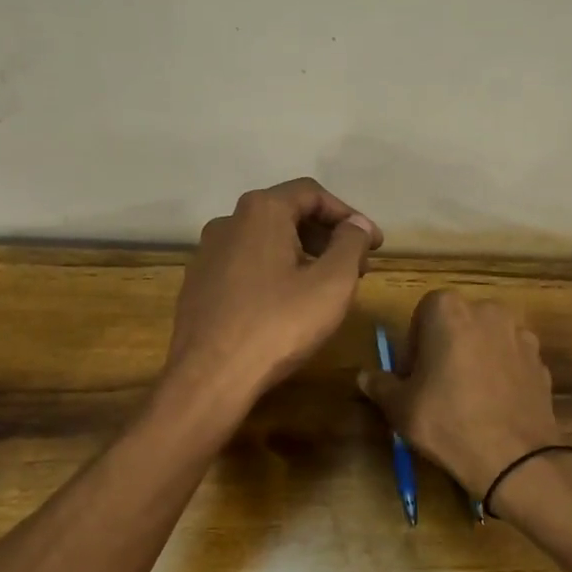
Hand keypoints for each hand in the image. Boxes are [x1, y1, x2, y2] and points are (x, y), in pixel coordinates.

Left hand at [163, 178, 381, 407]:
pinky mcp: (198, 283)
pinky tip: (287, 303)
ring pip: (265, 241)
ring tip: (325, 286)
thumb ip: (351, 245)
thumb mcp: (332, 284)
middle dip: (326, 236)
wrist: (210, 377)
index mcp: (261, 211)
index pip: (312, 194)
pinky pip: (245, 265)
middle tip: (356, 266)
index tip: (374, 244)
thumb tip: (357, 225)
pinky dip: (274, 272)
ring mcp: (207, 252)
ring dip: (301, 255)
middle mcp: (229, 221)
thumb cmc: (278, 325)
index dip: (349, 215)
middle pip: (287, 214)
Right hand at [358, 290, 563, 499]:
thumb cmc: (447, 421)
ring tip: (467, 397)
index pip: (422, 313)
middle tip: (435, 385)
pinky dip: (500, 374)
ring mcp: (520, 334)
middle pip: (458, 322)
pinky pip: (510, 360)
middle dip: (445, 346)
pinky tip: (493, 406)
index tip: (412, 375)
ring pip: (487, 340)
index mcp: (449, 310)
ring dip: (474, 358)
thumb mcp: (400, 407)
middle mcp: (488, 311)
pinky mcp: (541, 361)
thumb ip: (381, 385)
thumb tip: (366, 376)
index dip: (414, 344)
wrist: (515, 457)